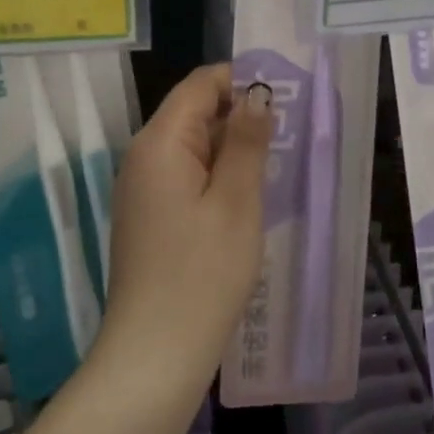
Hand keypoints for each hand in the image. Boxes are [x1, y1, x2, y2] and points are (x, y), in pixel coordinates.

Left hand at [100, 65, 272, 375]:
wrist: (155, 353)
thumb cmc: (202, 273)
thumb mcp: (236, 200)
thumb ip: (246, 140)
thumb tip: (257, 92)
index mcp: (159, 142)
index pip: (199, 84)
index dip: (242, 80)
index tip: (286, 95)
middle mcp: (142, 156)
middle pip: (193, 112)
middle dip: (240, 114)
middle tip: (291, 133)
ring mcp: (142, 188)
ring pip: (192, 146)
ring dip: (231, 147)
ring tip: (277, 161)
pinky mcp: (149, 215)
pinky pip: (185, 176)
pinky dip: (216, 174)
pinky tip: (246, 195)